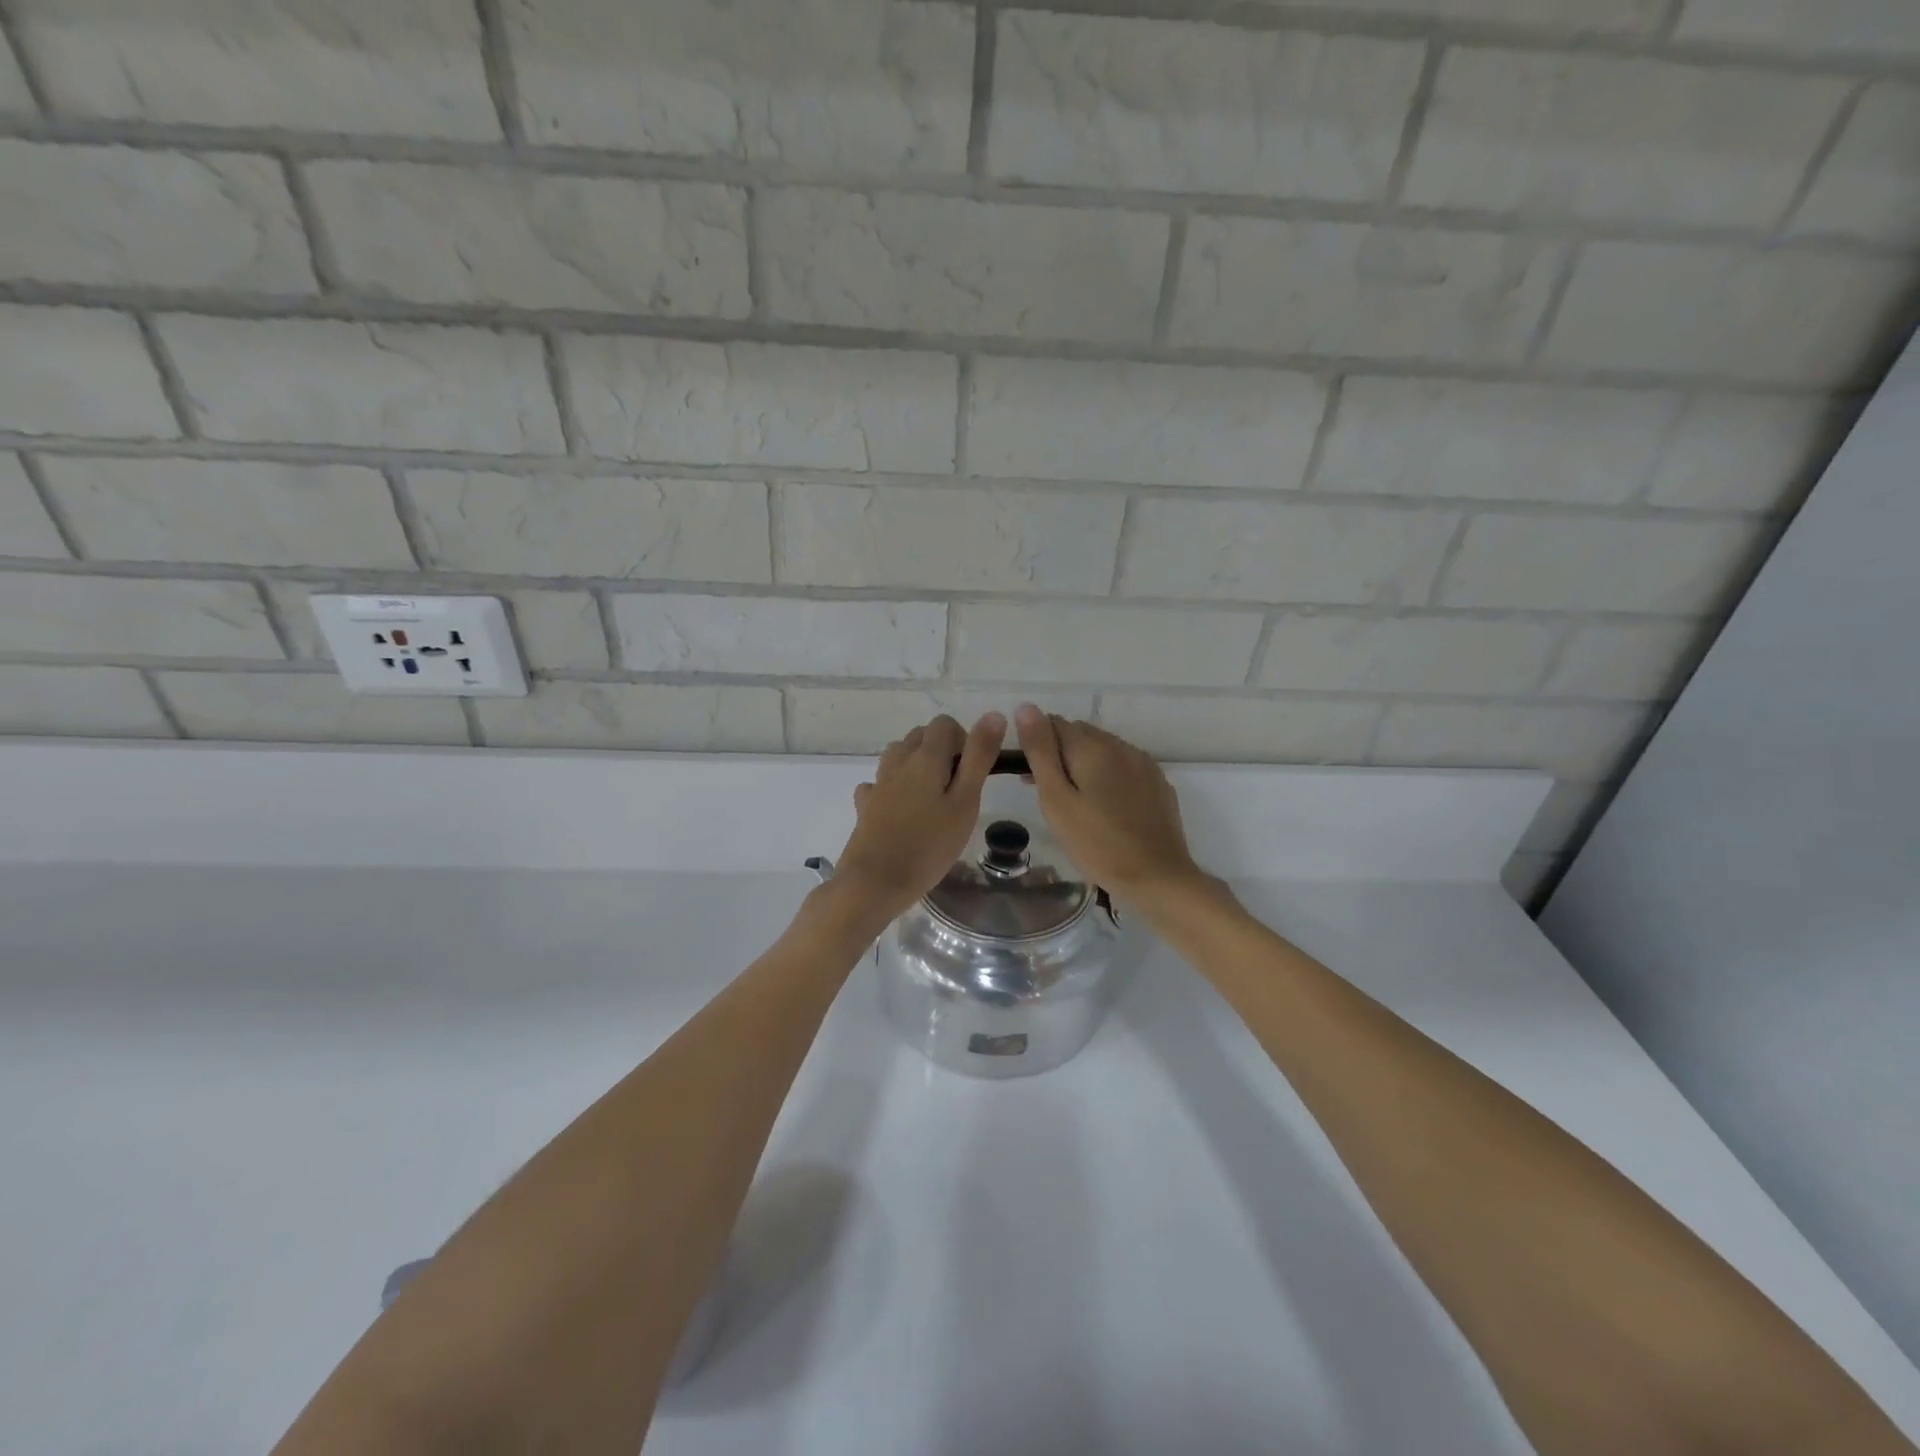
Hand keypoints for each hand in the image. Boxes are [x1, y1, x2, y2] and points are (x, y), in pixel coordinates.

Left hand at [833, 712, 1007, 921]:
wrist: (874, 883)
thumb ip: (979, 757)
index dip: (963, 740)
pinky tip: (901, 812)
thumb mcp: (965, 802)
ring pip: (898, 756)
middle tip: (956, 789)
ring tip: (932, 800)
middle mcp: (897, 761)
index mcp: (925, 757)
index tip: (971, 773)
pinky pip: (881, 784)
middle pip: (920, 736)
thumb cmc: (929, 846)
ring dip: (917, 766)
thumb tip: (994, 714)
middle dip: (941, 751)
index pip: (944, 723)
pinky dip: (893, 789)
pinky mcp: (865, 805)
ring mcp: (878, 783)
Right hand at [1015, 705, 1207, 898]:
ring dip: (1085, 764)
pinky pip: (1126, 767)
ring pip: (1105, 749)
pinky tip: (1107, 806)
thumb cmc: (1097, 843)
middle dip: (1060, 753)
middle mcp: (1121, 746)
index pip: (1055, 724)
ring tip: (1077, 801)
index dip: (1037, 743)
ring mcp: (1144, 764)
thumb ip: (1040, 752)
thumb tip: (1026, 707)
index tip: (1030, 775)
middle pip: (1081, 734)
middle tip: (1049, 792)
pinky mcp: (1158, 784)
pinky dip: (1109, 776)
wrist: (1157, 877)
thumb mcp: (1057, 800)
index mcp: (1092, 747)